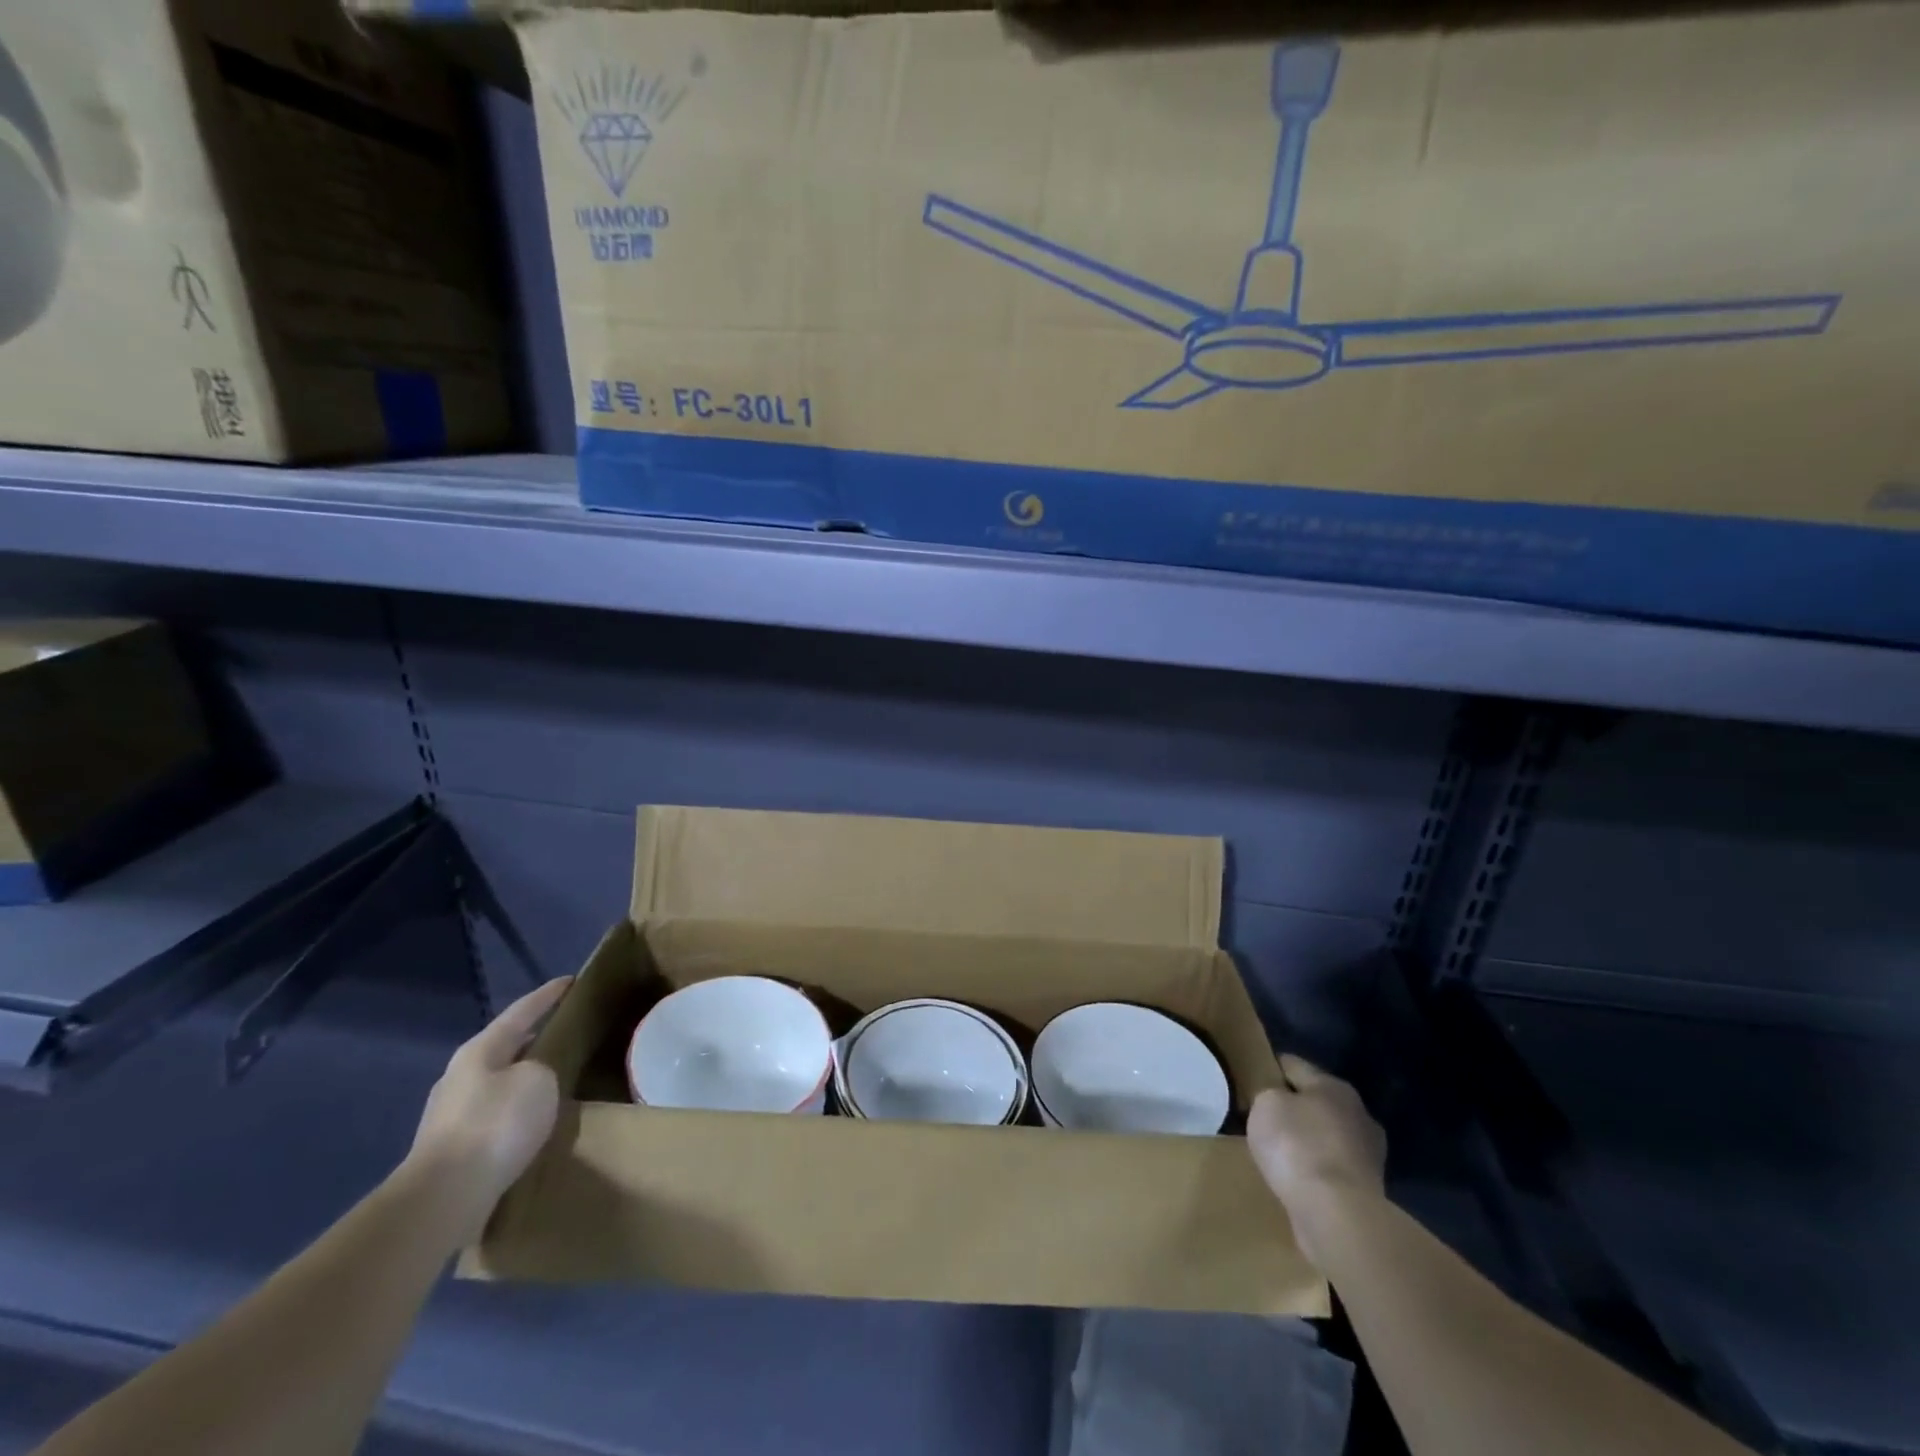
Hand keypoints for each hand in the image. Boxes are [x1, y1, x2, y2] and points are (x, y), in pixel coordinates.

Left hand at [404, 978, 571, 1240]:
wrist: (443, 1198)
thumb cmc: (496, 1125)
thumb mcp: (539, 1081)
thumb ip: (543, 1066)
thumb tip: (535, 1075)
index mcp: (480, 1050)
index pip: (522, 1010)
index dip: (549, 994)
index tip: (572, 981)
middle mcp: (460, 1075)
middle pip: (505, 1046)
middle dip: (534, 1037)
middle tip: (566, 1032)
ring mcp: (450, 1113)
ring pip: (498, 1082)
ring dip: (523, 1077)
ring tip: (554, 1078)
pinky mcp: (452, 1147)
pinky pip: (493, 1114)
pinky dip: (515, 1109)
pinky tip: (531, 1120)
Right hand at [1249, 1055, 1386, 1263]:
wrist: (1337, 1216)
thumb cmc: (1297, 1147)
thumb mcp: (1265, 1104)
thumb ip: (1268, 1093)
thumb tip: (1276, 1099)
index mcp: (1334, 1086)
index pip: (1293, 1065)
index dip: (1270, 1069)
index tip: (1251, 1079)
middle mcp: (1358, 1114)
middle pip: (1315, 1102)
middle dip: (1293, 1108)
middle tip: (1264, 1119)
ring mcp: (1368, 1155)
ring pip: (1326, 1137)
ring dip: (1308, 1142)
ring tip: (1279, 1153)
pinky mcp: (1368, 1191)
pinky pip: (1332, 1168)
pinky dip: (1316, 1170)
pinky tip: (1297, 1179)